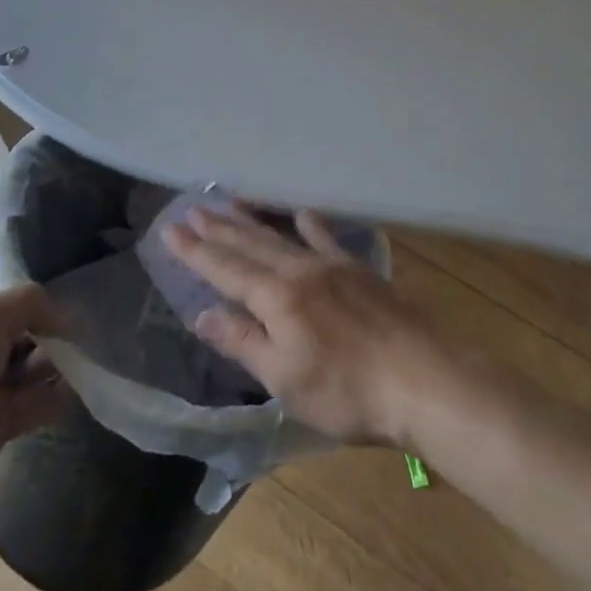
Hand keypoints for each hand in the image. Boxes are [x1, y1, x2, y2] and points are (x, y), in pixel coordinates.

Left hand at [0, 285, 70, 522]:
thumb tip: (65, 316)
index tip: (58, 305)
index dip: (26, 300)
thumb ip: (29, 301)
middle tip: (71, 337)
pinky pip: (33, 402)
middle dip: (45, 333)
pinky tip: (75, 389)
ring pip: (26, 367)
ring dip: (53, 363)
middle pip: (16, 332)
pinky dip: (55, 396)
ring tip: (77, 362)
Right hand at [165, 202, 444, 445]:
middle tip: (193, 207)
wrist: (420, 377)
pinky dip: (308, 224)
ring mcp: (332, 265)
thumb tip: (202, 315)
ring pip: (281, 236)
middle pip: (250, 244)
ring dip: (252, 220)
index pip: (225, 269)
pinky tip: (302, 213)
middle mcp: (299, 270)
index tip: (170, 229)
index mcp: (276, 298)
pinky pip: (326, 237)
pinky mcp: (359, 270)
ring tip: (231, 200)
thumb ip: (243, 341)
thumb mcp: (284, 377)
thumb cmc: (345, 391)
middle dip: (218, 228)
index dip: (195, 251)